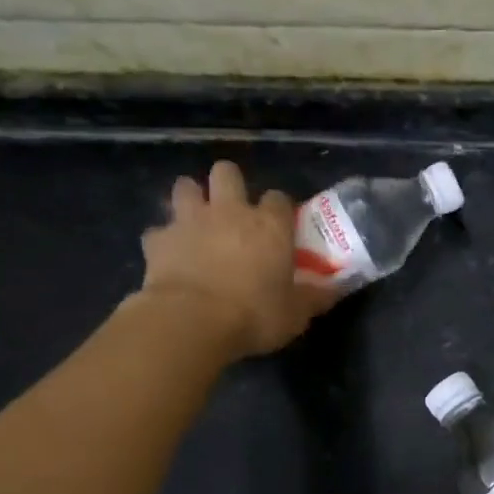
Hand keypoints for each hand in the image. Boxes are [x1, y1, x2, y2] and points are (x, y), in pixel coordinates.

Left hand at [136, 161, 335, 356]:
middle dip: (229, 184)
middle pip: (227, 173)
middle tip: (232, 210)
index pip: (279, 198)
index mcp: (269, 225)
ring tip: (197, 221)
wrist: (191, 321)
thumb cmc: (254, 315)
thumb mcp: (296, 314)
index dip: (279, 209)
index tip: (280, 226)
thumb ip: (315, 297)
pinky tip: (170, 255)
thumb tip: (335, 289)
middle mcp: (230, 212)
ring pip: (185, 186)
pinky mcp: (158, 240)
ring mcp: (190, 221)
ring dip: (191, 198)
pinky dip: (164, 239)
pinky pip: (158, 230)